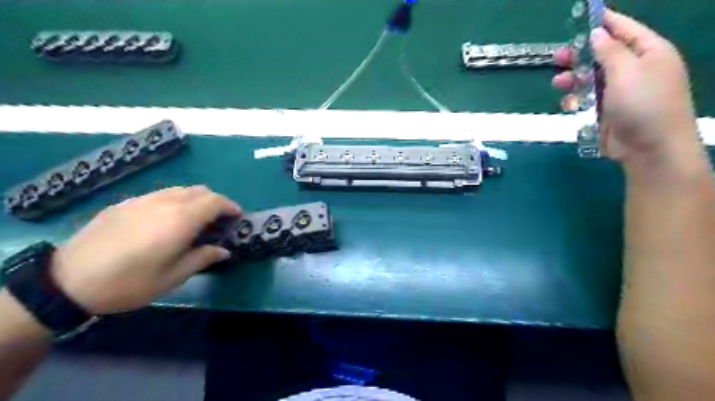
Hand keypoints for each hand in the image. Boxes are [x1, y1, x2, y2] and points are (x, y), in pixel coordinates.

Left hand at [49, 186, 242, 314]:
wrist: (69, 281)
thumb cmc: (130, 282)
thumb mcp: (173, 277)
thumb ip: (203, 258)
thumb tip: (223, 251)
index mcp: (181, 220)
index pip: (215, 201)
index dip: (230, 206)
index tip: (237, 217)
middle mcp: (166, 203)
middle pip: (200, 191)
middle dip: (215, 202)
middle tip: (218, 220)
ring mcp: (143, 200)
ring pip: (179, 190)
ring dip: (195, 200)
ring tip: (194, 219)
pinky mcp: (125, 204)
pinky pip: (160, 194)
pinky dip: (174, 201)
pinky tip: (165, 220)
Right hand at [552, 10, 699, 163]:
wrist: (649, 148)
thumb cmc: (644, 104)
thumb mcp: (627, 72)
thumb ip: (610, 51)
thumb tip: (598, 33)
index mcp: (649, 53)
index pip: (625, 29)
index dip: (605, 22)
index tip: (584, 16)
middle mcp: (634, 70)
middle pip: (602, 56)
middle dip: (580, 56)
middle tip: (559, 57)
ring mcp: (620, 92)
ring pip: (590, 79)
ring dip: (573, 80)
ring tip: (559, 83)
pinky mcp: (606, 112)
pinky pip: (587, 100)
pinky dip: (576, 100)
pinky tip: (569, 104)